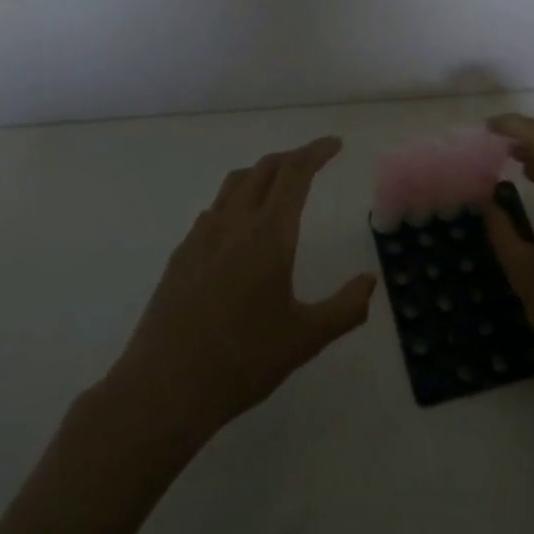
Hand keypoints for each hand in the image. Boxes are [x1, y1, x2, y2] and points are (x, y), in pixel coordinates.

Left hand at [108, 136, 377, 447]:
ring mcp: (201, 237)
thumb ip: (346, 308)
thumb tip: (370, 281)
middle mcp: (233, 223)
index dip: (316, 152)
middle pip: (264, 169)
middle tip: (314, 161)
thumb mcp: (306, 338)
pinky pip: (214, 210)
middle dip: (292, 157)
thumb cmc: (242, 361)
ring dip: (262, 173)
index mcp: (268, 235)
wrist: (164, 388)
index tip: (334, 145)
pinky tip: (241, 228)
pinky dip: (237, 200)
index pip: (295, 174)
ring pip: (234, 184)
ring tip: (279, 185)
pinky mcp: (181, 255)